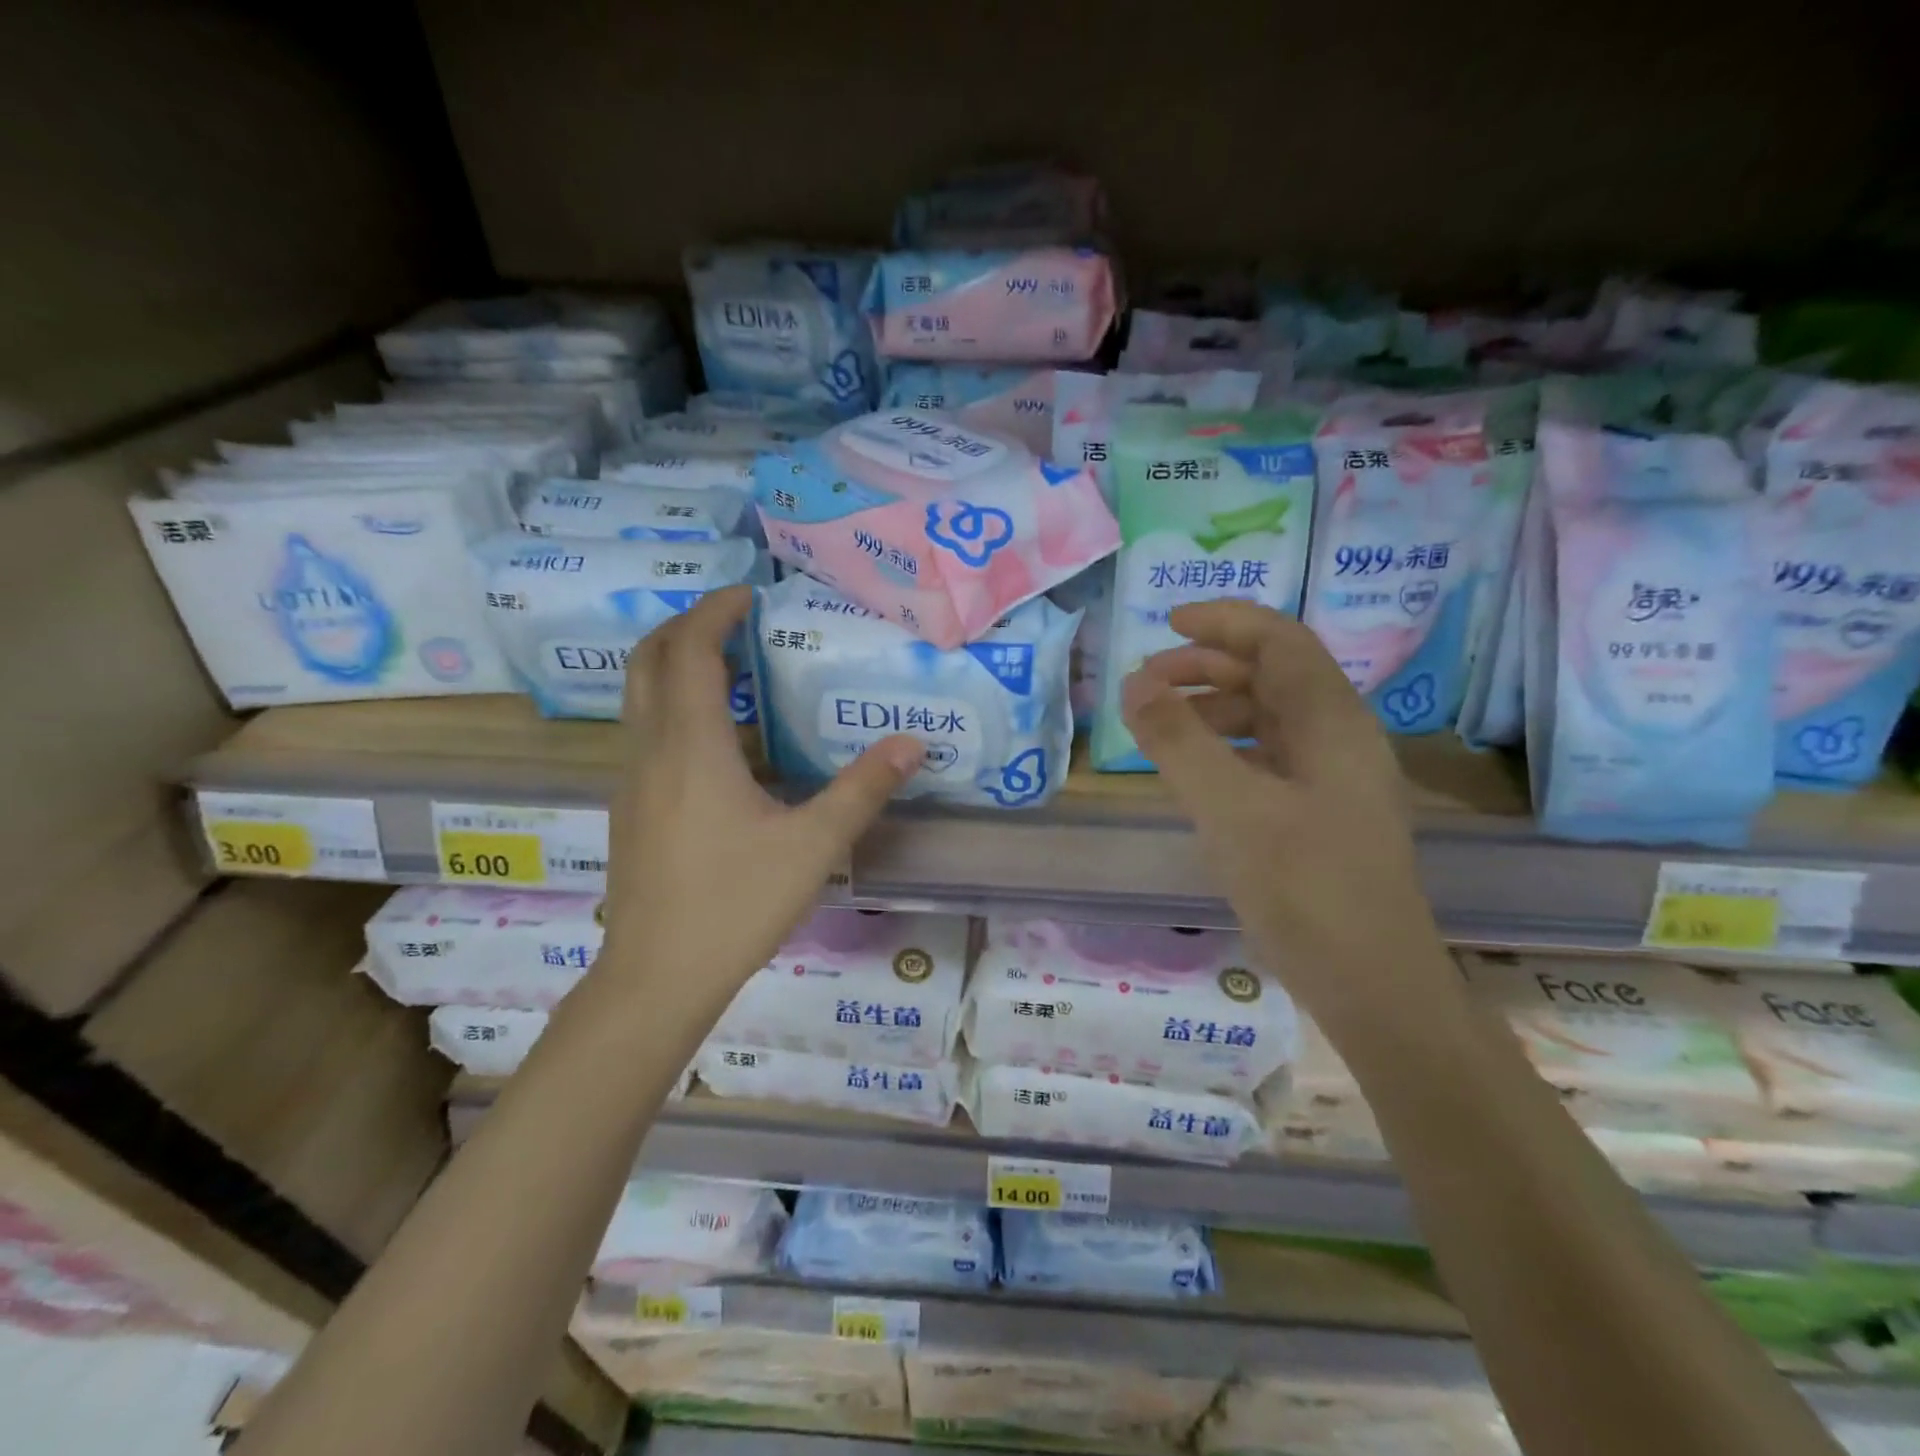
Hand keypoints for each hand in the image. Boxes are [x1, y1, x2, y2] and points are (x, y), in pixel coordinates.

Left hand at [599, 586, 921, 1008]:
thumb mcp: (813, 845)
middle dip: (684, 625)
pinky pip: (643, 730)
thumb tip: (911, 742)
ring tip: (728, 664)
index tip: (749, 594)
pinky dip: (671, 703)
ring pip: (637, 695)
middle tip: (732, 617)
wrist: (657, 977)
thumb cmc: (736, 904)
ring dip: (674, 663)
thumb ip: (863, 789)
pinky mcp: (630, 808)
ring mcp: (631, 780)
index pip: (690, 651)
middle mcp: (651, 751)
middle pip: (647, 660)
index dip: (715, 612)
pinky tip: (713, 736)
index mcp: (692, 747)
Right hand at [1121, 600, 1445, 1022]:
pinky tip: (1195, 775)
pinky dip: (1226, 751)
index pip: (1280, 641)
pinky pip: (1268, 760)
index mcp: (1331, 722)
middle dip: (1208, 667)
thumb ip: (1179, 741)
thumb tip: (1135, 683)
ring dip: (1214, 710)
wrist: (1373, 985)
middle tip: (1147, 682)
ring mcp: (1334, 781)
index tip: (1167, 624)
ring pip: (1269, 719)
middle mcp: (1339, 739)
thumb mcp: (1230, 809)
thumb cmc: (1305, 888)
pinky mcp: (1322, 816)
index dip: (1225, 622)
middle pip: (1273, 676)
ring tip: (1160, 727)